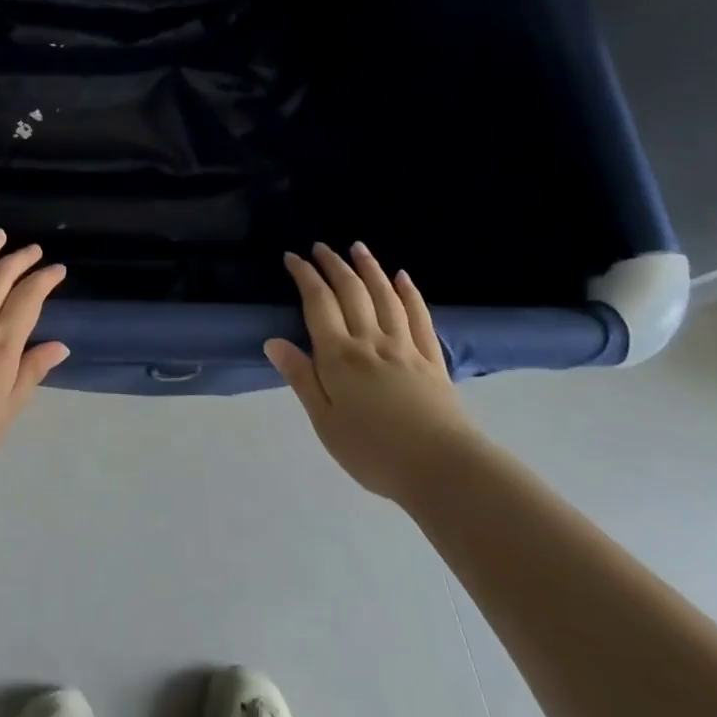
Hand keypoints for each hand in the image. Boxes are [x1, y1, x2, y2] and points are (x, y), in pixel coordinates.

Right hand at [266, 243, 479, 505]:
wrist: (442, 470)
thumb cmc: (373, 452)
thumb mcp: (325, 422)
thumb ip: (301, 378)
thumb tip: (273, 342)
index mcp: (339, 356)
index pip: (318, 303)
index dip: (305, 276)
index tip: (293, 257)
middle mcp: (371, 341)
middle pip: (351, 292)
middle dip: (334, 265)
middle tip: (320, 247)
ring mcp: (405, 347)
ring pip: (385, 296)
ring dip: (369, 268)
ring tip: (358, 247)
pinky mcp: (432, 360)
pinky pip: (419, 317)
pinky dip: (410, 293)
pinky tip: (403, 277)